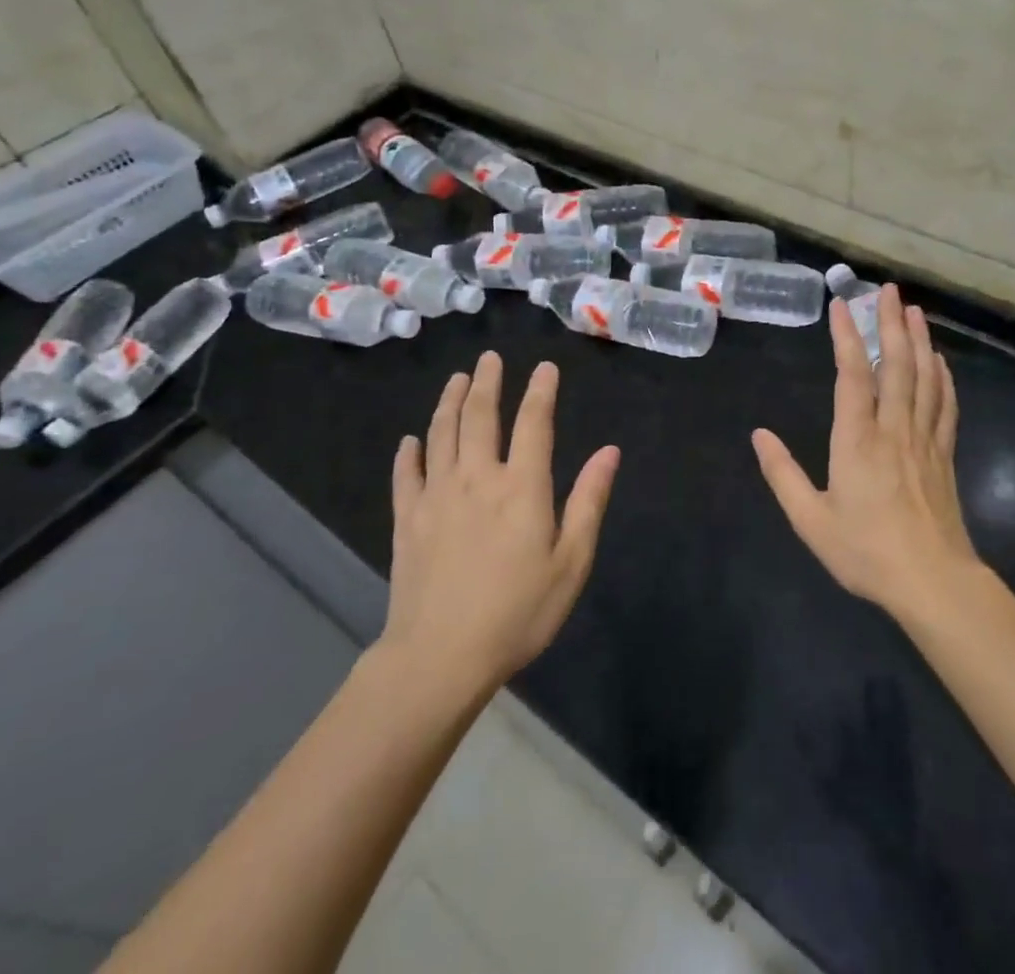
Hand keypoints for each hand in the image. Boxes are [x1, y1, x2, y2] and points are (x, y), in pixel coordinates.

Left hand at [379, 351, 619, 688]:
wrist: (440, 657)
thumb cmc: (518, 612)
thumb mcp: (571, 562)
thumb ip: (589, 501)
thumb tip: (609, 451)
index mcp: (521, 486)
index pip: (533, 423)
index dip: (540, 391)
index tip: (544, 367)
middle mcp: (477, 478)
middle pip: (479, 417)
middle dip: (486, 382)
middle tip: (488, 358)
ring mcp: (436, 496)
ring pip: (441, 435)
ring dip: (449, 402)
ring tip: (455, 379)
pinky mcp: (407, 520)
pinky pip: (405, 475)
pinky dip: (409, 453)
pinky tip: (410, 440)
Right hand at [753, 285, 976, 620]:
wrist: (933, 582)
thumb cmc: (867, 552)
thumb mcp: (811, 520)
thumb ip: (782, 474)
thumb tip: (759, 435)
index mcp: (857, 439)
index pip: (852, 374)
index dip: (846, 336)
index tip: (841, 305)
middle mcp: (893, 428)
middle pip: (895, 364)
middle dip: (891, 323)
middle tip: (890, 290)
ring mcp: (924, 439)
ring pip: (924, 378)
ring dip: (919, 341)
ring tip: (914, 311)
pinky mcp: (944, 455)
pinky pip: (945, 406)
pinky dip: (942, 378)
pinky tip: (940, 362)